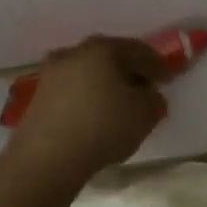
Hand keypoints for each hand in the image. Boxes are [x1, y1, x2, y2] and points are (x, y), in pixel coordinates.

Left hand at [8, 36, 171, 181]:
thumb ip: (154, 100)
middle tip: (143, 87)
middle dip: (128, 71)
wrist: (47, 157)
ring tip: (118, 104)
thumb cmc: (103, 126)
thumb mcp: (145, 114)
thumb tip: (148, 95)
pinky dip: (86, 98)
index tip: (168, 77)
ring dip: (104, 84)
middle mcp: (74, 53)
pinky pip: (72, 91)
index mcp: (103, 49)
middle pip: (109, 58)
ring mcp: (51, 74)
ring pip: (87, 73)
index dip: (157, 64)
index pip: (138, 51)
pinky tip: (94, 116)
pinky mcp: (38, 97)